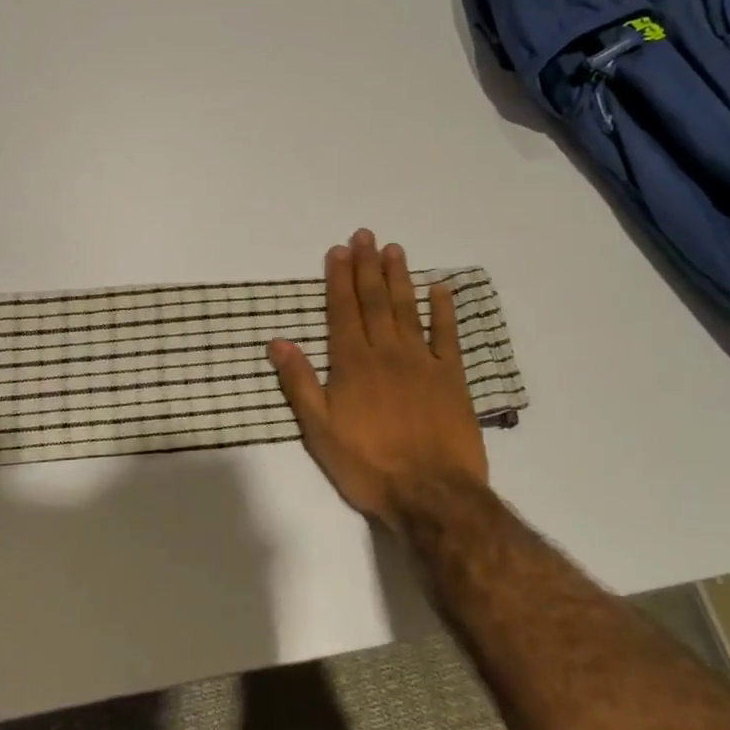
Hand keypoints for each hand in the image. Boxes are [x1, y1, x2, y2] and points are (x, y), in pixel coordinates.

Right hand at [268, 229, 488, 527]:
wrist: (431, 494)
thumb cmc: (368, 465)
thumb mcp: (319, 430)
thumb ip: (299, 383)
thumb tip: (277, 342)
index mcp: (352, 364)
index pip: (342, 311)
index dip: (338, 279)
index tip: (338, 250)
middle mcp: (386, 352)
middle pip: (374, 301)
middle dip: (367, 266)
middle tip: (365, 235)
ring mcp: (422, 362)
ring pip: (407, 309)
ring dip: (399, 277)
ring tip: (394, 249)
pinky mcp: (452, 377)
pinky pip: (447, 336)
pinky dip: (444, 310)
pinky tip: (440, 288)